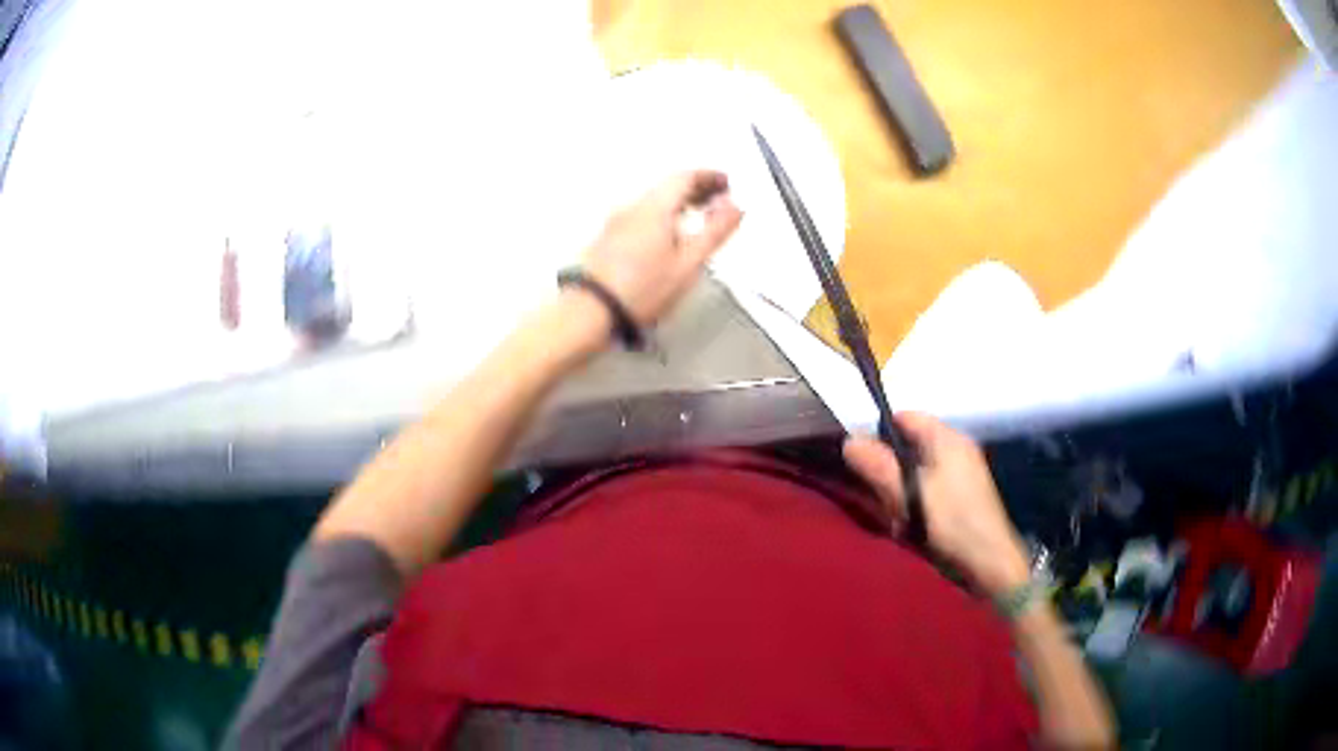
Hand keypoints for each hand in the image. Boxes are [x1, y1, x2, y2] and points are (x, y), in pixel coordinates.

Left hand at [583, 171, 743, 326]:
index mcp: (654, 207)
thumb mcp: (688, 263)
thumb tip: (735, 208)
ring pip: (653, 201)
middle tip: (716, 198)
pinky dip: (660, 216)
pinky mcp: (607, 238)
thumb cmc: (638, 291)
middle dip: (695, 188)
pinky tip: (668, 235)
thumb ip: (715, 232)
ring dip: (678, 203)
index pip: (685, 176)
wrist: (589, 312)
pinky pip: (639, 215)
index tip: (725, 183)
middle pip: (667, 186)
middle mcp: (632, 207)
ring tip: (696, 217)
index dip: (709, 176)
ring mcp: (615, 222)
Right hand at [844, 413, 1030, 595]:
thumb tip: (849, 440)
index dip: (880, 432)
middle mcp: (957, 446)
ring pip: (919, 468)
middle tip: (883, 497)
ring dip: (902, 490)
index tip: (864, 460)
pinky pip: (931, 485)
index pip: (905, 417)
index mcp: (946, 438)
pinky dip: (917, 500)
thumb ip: (879, 466)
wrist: (990, 560)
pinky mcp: (965, 493)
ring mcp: (964, 470)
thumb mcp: (909, 494)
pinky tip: (913, 525)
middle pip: (911, 444)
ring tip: (899, 517)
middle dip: (891, 468)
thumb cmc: (951, 521)